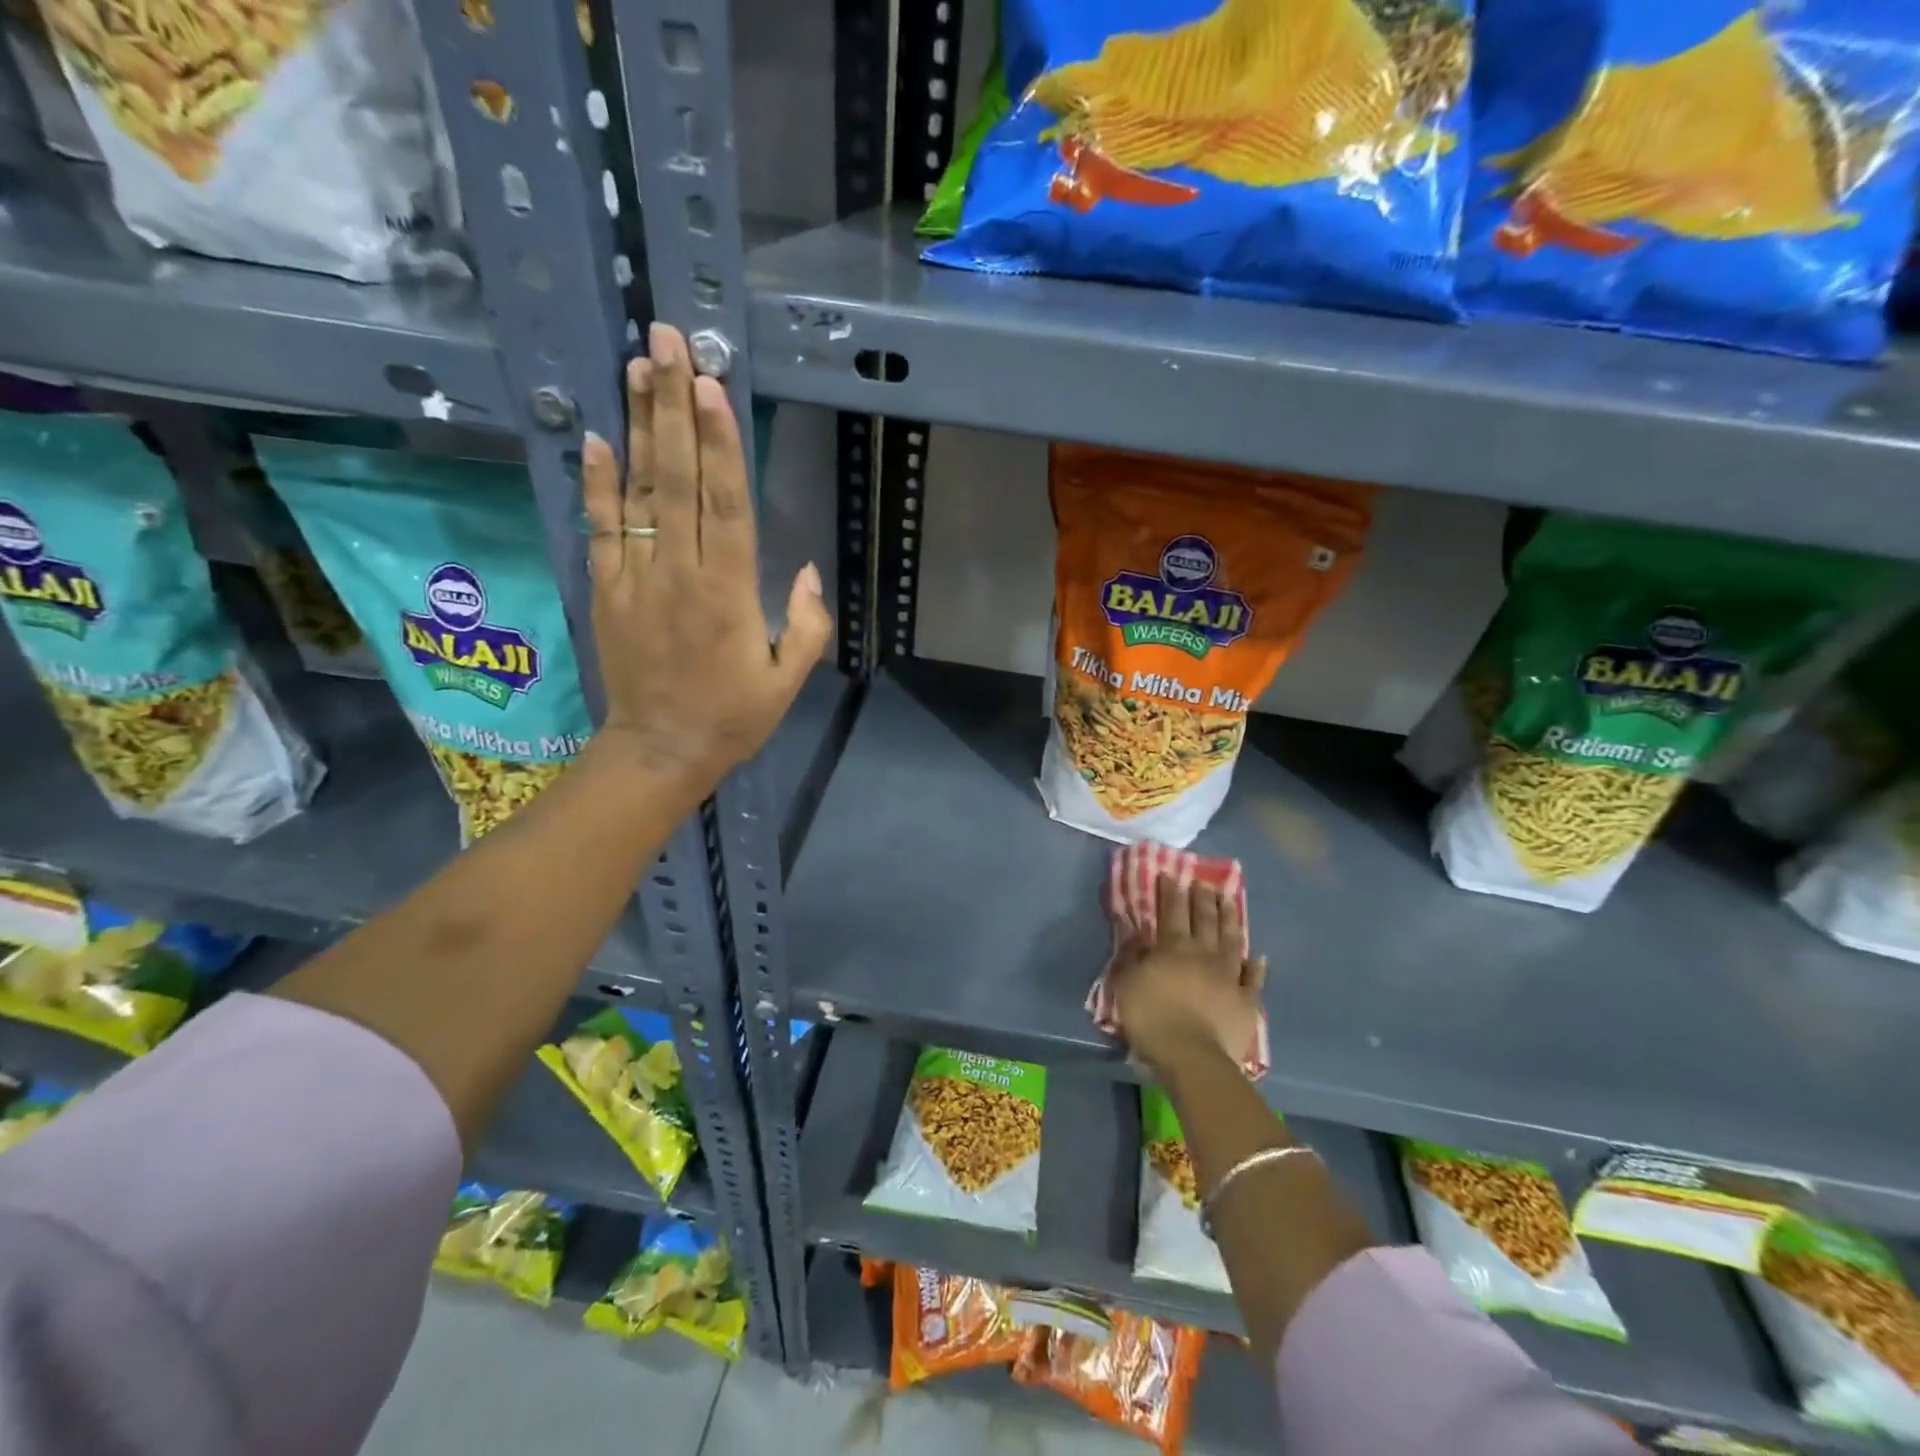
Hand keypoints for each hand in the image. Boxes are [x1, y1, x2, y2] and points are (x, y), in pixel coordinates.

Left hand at [581, 323, 831, 783]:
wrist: (660, 751)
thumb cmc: (733, 717)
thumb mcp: (787, 680)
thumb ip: (805, 625)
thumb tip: (805, 569)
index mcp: (729, 593)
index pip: (725, 504)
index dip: (720, 442)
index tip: (711, 382)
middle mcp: (679, 573)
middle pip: (677, 479)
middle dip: (674, 407)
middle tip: (666, 340)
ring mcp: (636, 578)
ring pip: (638, 492)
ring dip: (640, 427)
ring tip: (637, 366)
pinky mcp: (606, 590)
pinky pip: (600, 528)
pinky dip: (597, 483)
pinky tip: (597, 436)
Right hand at [1109, 876, 1265, 1077]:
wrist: (1192, 1056)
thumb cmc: (1152, 1018)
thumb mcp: (1127, 984)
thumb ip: (1132, 956)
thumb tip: (1136, 934)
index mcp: (1173, 948)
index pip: (1171, 912)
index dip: (1170, 892)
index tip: (1171, 875)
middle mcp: (1203, 954)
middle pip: (1204, 920)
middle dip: (1202, 899)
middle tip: (1204, 882)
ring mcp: (1228, 976)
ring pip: (1231, 940)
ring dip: (1230, 919)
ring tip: (1230, 901)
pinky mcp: (1246, 1000)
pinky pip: (1253, 978)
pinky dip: (1256, 966)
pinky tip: (1259, 956)